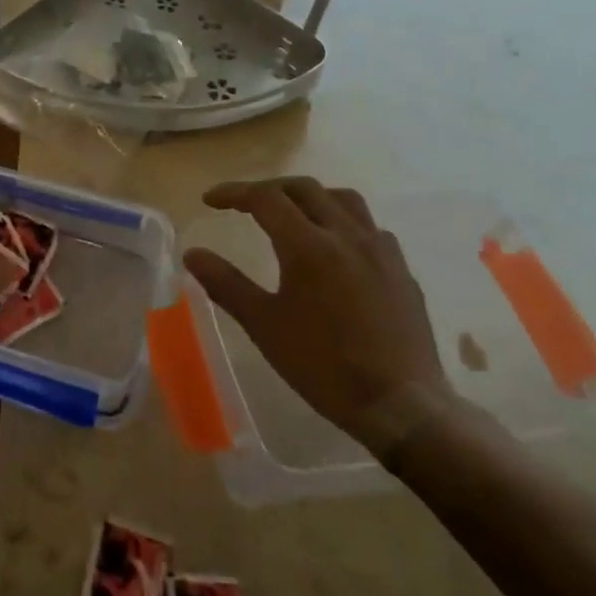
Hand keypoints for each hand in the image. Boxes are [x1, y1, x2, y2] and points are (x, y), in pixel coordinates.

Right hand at [182, 178, 449, 452]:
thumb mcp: (264, 326)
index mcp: (309, 246)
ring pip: (343, 200)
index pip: (265, 199)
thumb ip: (226, 284)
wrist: (402, 406)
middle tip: (245, 204)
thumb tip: (192, 254)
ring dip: (310, 197)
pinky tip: (336, 248)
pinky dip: (342, 221)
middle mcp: (346, 235)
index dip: (234, 193)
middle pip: (304, 189)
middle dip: (269, 189)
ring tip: (292, 214)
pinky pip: (369, 227)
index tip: (210, 201)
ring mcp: (380, 250)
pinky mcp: (401, 270)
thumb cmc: (324, 366)